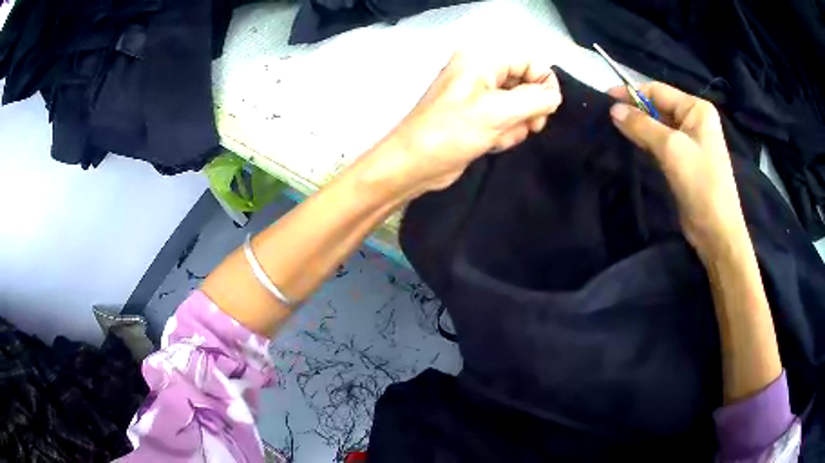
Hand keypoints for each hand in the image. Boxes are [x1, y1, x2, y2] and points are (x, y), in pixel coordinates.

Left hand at [368, 51, 561, 198]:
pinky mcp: (475, 115)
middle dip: (528, 109)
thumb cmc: (452, 132)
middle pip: (526, 83)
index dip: (544, 84)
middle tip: (528, 126)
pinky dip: (504, 132)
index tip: (546, 110)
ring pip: (518, 105)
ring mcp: (477, 93)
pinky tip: (491, 143)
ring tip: (498, 136)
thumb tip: (554, 97)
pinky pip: (504, 119)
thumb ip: (536, 100)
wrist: (414, 163)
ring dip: (515, 125)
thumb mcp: (499, 112)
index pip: (530, 61)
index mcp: (482, 59)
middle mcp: (480, 70)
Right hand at [607, 82, 747, 258]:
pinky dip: (647, 142)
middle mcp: (695, 121)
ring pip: (659, 126)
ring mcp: (691, 142)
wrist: (716, 230)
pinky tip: (632, 144)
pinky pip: (662, 144)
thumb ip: (641, 125)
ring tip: (615, 129)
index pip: (658, 91)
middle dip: (635, 110)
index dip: (632, 93)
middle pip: (659, 107)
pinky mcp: (685, 162)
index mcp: (696, 109)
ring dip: (639, 127)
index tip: (605, 99)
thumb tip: (613, 109)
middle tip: (607, 117)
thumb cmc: (700, 183)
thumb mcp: (671, 148)